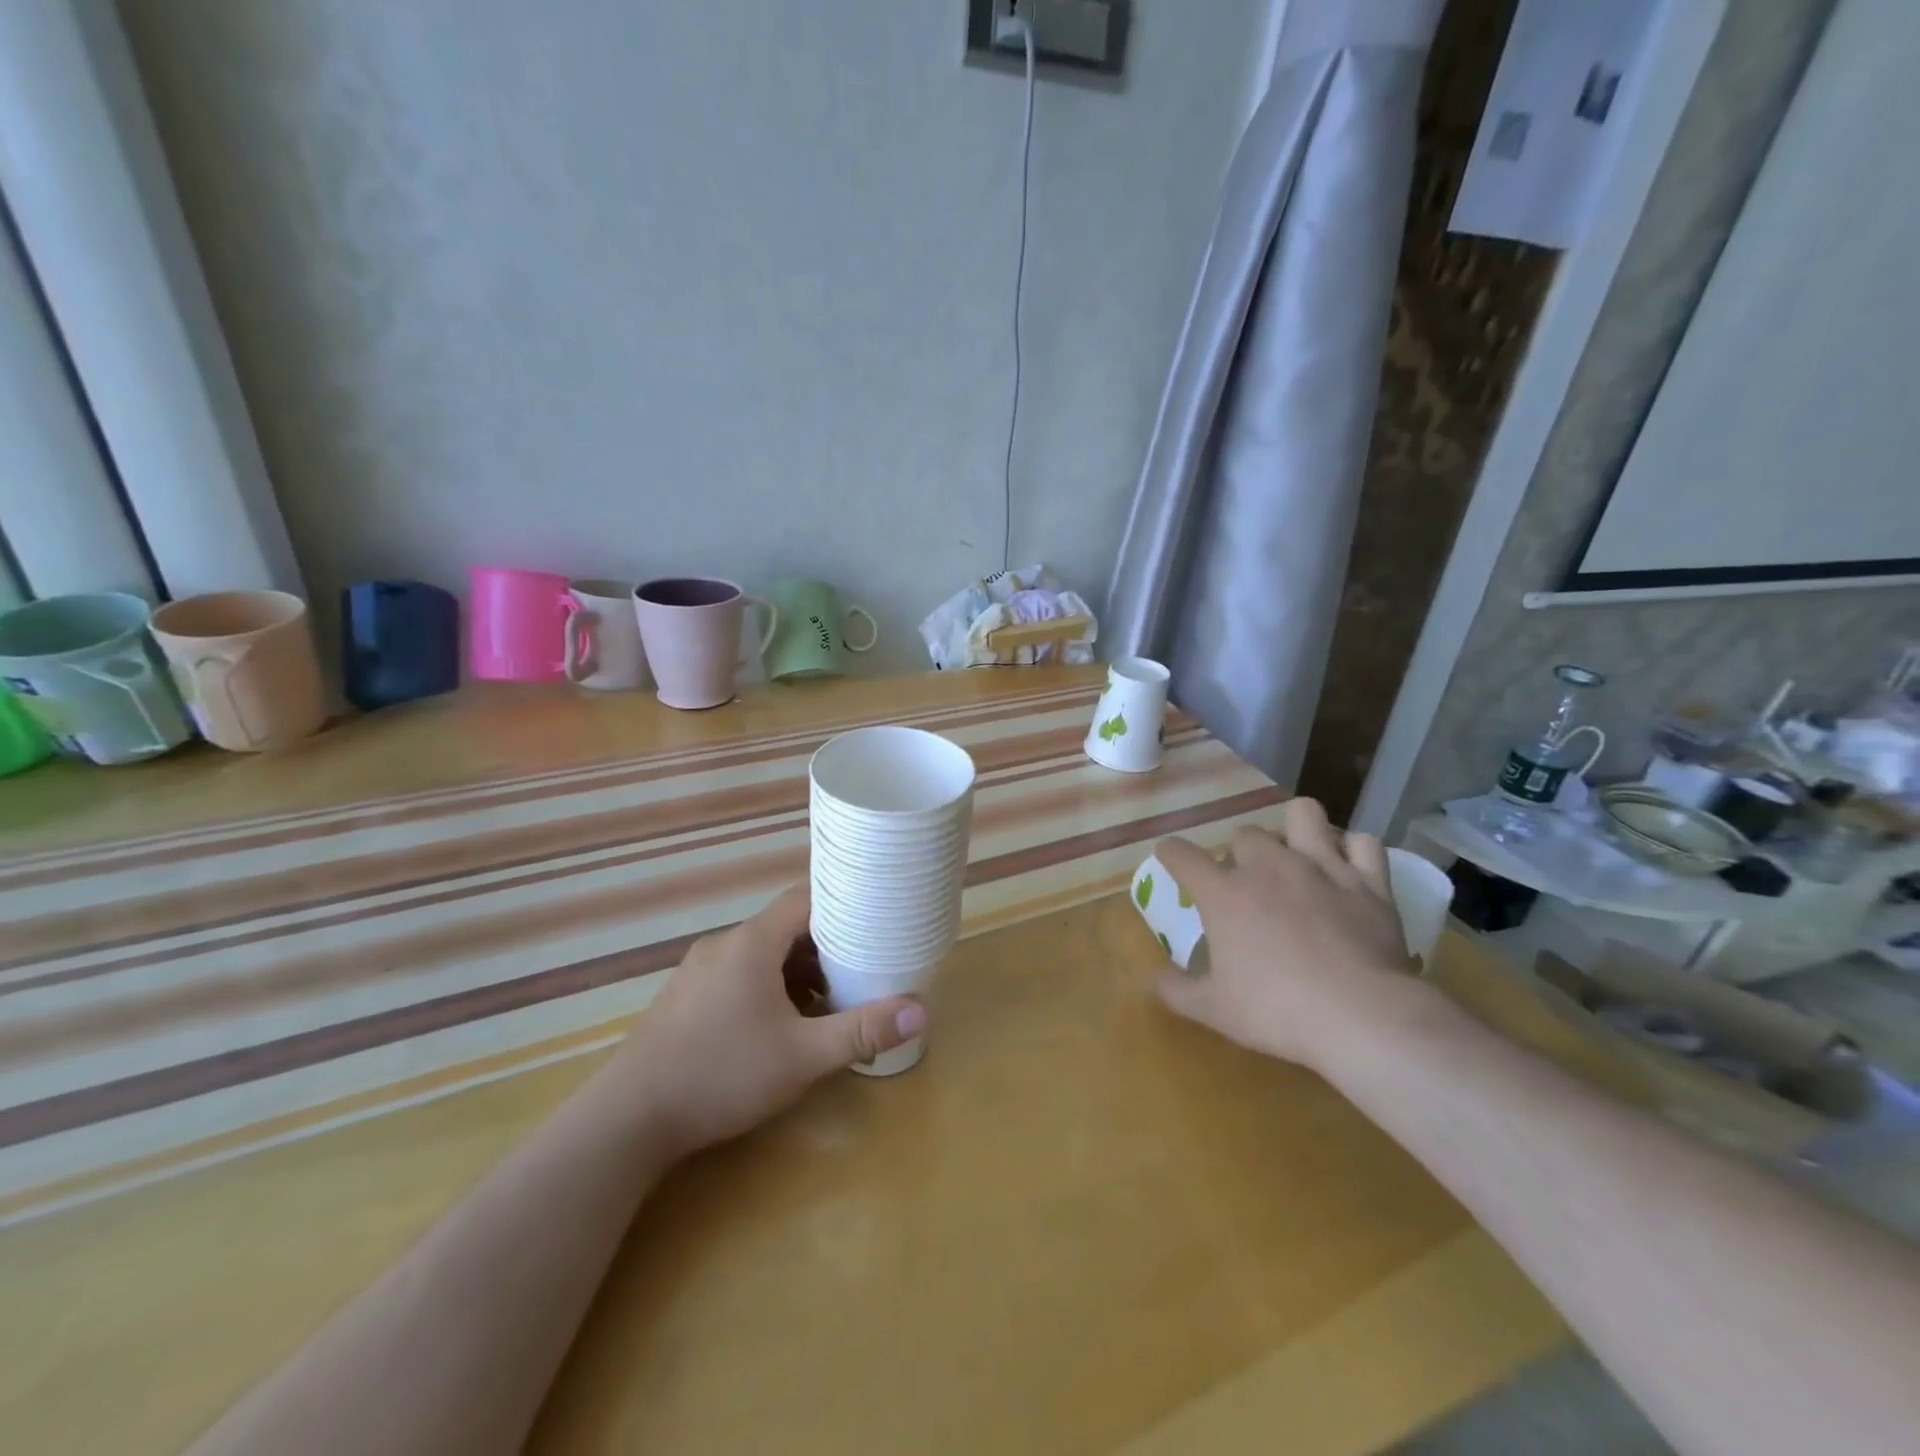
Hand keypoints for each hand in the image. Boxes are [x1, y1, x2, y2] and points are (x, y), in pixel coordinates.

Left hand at [615, 887, 926, 1158]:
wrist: (627, 1120)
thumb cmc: (722, 1074)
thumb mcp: (802, 1057)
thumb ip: (861, 1031)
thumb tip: (921, 1011)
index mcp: (752, 942)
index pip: (804, 899)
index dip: (840, 905)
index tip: (871, 921)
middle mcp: (723, 945)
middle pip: (784, 928)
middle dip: (824, 947)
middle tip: (858, 970)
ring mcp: (697, 971)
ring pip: (759, 955)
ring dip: (795, 972)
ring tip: (825, 1003)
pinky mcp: (683, 999)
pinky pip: (736, 976)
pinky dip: (766, 988)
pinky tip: (777, 1028)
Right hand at [1152, 799, 1421, 1072]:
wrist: (1362, 1017)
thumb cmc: (1278, 1011)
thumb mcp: (1214, 1010)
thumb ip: (1176, 990)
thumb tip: (1158, 977)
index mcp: (1224, 894)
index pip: (1181, 855)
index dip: (1171, 853)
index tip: (1170, 858)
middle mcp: (1269, 867)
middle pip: (1244, 834)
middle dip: (1240, 853)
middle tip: (1246, 882)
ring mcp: (1322, 868)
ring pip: (1303, 814)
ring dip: (1295, 828)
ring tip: (1296, 854)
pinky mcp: (1368, 882)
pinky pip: (1363, 843)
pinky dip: (1353, 851)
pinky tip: (1347, 868)